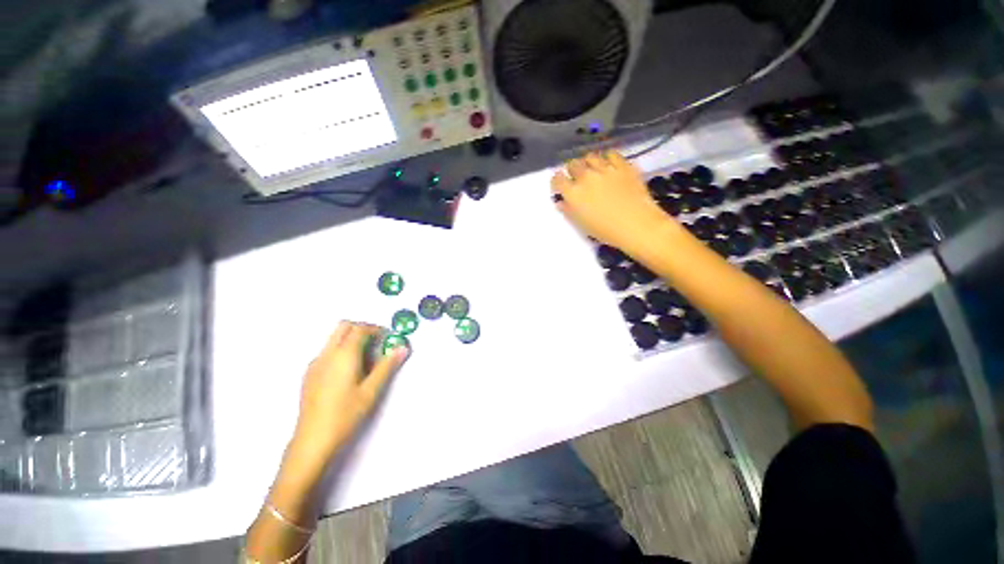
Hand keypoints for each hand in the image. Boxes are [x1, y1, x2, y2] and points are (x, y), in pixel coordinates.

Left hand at [290, 322, 409, 466]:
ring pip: (334, 338)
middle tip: (377, 343)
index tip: (388, 337)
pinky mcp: (309, 374)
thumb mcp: (371, 390)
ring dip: (351, 339)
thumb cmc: (345, 414)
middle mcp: (327, 354)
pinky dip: (341, 351)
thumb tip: (402, 348)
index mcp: (343, 355)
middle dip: (362, 329)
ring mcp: (315, 364)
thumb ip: (387, 366)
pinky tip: (349, 373)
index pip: (360, 329)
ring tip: (366, 360)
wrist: (312, 440)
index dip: (376, 329)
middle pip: (344, 327)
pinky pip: (327, 351)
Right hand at [551, 151, 671, 252]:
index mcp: (573, 193)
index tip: (561, 185)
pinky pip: (611, 154)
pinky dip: (607, 158)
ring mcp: (605, 169)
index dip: (558, 181)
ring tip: (593, 170)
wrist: (637, 225)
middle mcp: (586, 177)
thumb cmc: (606, 231)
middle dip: (572, 170)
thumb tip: (561, 202)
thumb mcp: (582, 225)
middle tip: (577, 178)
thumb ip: (569, 211)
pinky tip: (609, 165)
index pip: (557, 179)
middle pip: (573, 164)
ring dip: (588, 163)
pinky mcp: (623, 165)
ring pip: (590, 156)